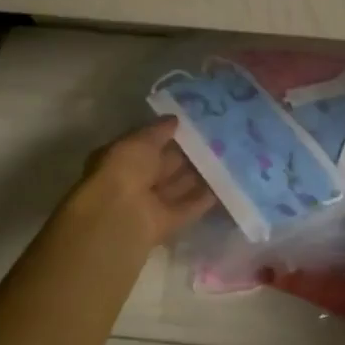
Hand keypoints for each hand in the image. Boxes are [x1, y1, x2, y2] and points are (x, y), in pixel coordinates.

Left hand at [64, 117, 217, 247]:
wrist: (119, 217)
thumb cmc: (124, 170)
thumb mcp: (140, 141)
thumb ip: (159, 130)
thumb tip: (175, 119)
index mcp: (121, 159)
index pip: (148, 144)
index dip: (169, 135)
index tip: (194, 125)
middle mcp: (134, 181)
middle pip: (164, 166)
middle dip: (187, 155)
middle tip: (216, 140)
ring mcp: (149, 204)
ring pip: (177, 186)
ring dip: (198, 175)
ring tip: (225, 159)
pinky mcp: (165, 224)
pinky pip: (187, 208)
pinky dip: (203, 199)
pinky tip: (223, 185)